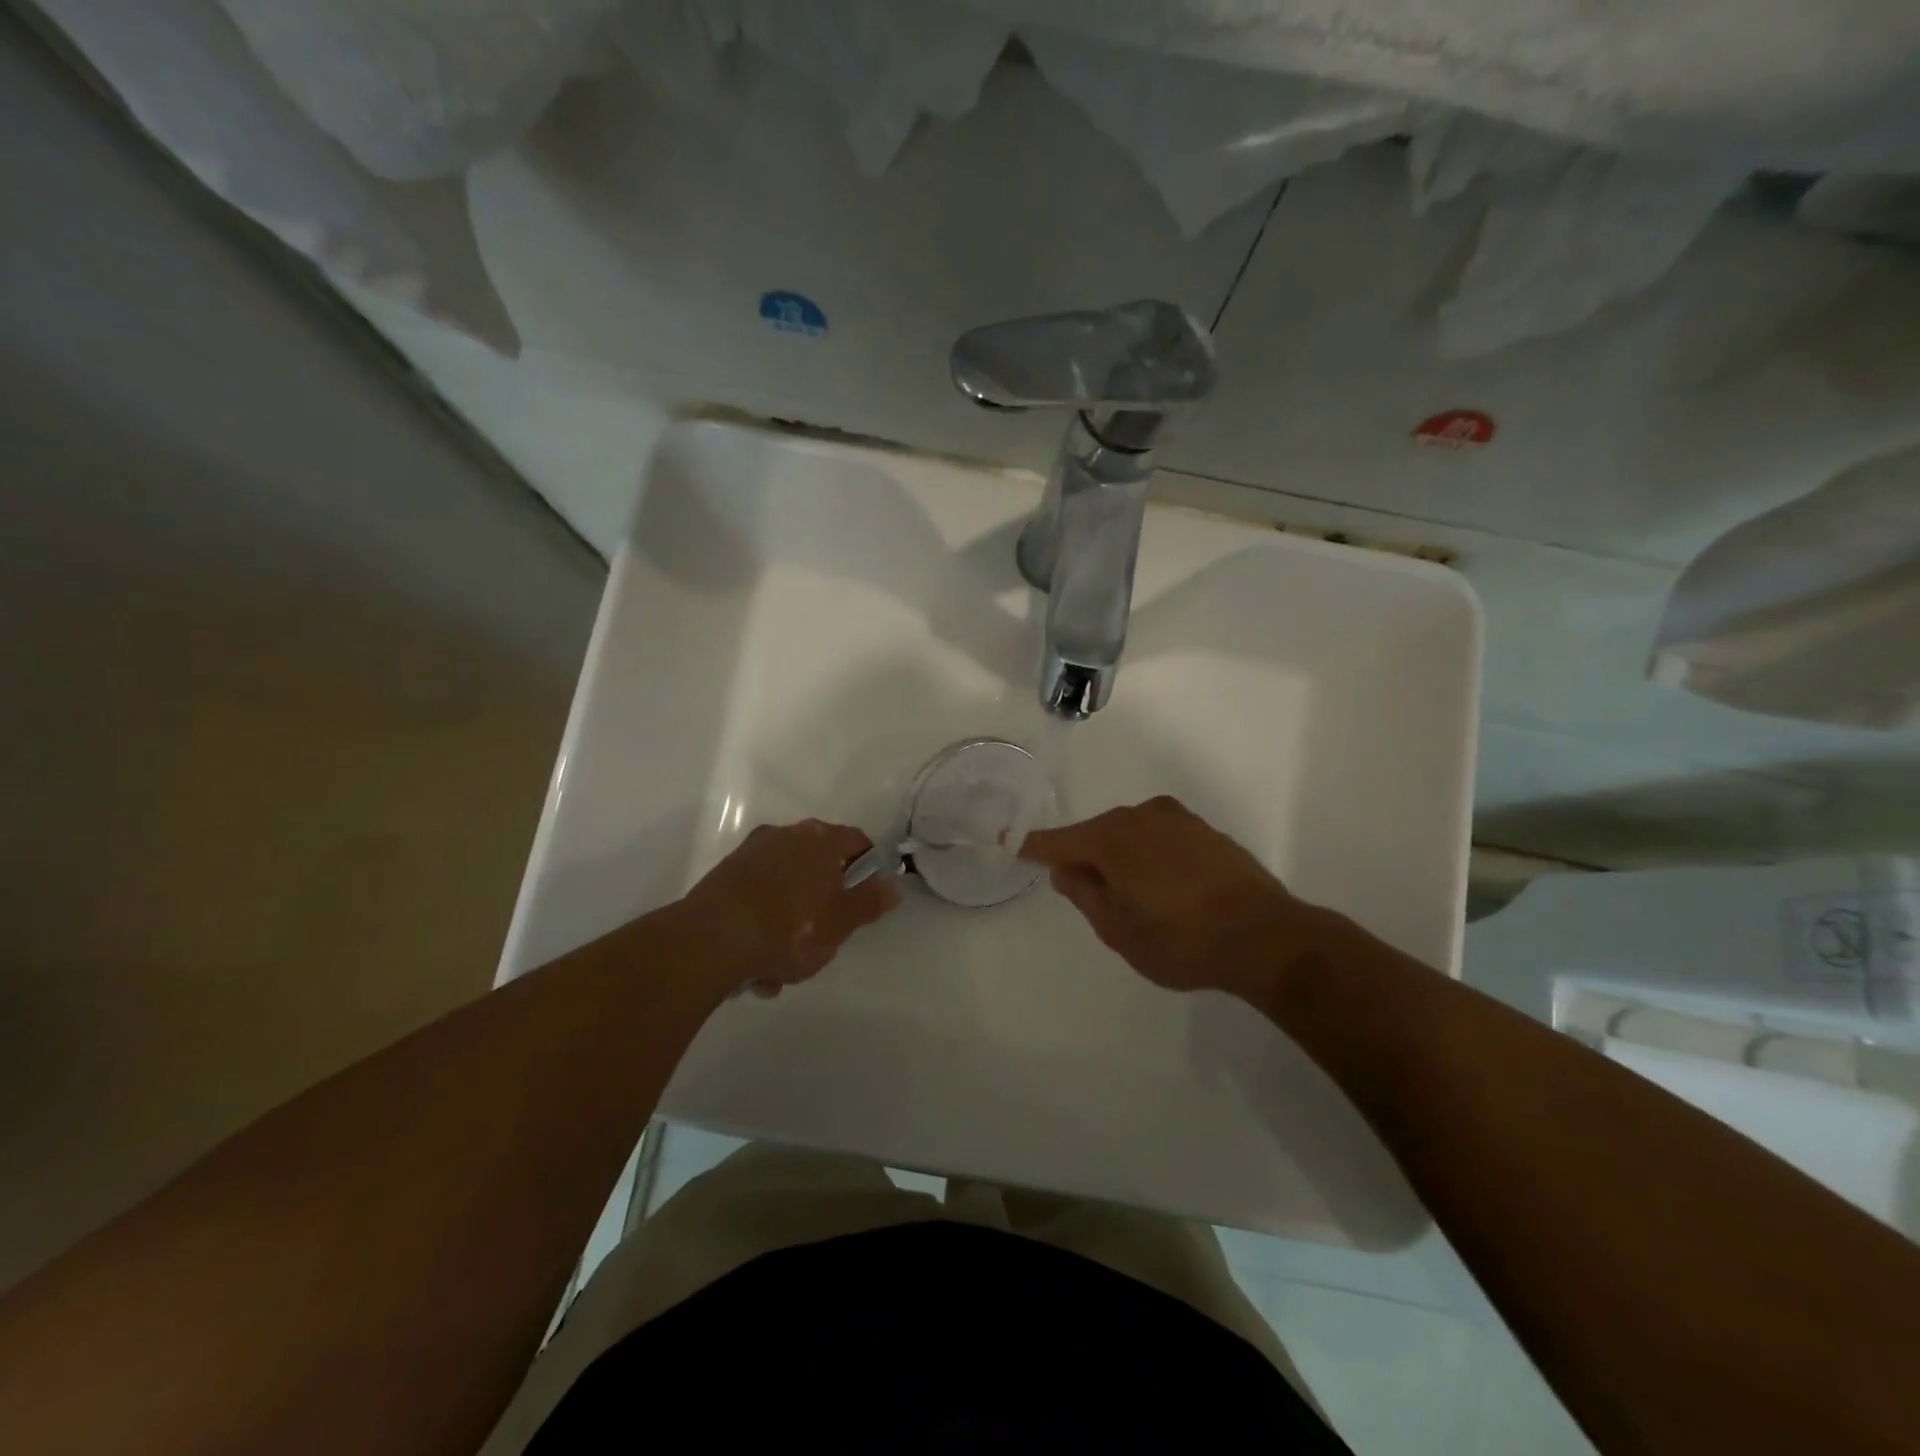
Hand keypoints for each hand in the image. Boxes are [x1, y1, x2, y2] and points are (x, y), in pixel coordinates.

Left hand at [674, 820, 901, 996]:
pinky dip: (762, 922)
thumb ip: (869, 902)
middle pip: (818, 863)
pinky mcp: (724, 875)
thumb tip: (892, 884)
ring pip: (785, 885)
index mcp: (820, 839)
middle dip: (823, 900)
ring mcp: (751, 852)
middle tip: (824, 937)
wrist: (710, 941)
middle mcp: (785, 834)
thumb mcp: (840, 923)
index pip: (857, 841)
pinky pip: (756, 897)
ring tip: (782, 965)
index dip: (868, 866)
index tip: (867, 896)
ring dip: (789, 918)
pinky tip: (756, 962)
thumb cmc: (789, 929)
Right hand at [1020, 796, 1326, 1002]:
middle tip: (1083, 891)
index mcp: (1111, 837)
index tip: (1009, 844)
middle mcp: (1141, 816)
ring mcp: (1178, 820)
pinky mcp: (1206, 832)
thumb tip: (1066, 870)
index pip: (1058, 841)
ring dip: (1121, 858)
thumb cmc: (1179, 939)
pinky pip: (1161, 839)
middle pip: (1097, 834)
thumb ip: (1083, 894)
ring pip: (1131, 835)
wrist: (1265, 937)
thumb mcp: (1117, 928)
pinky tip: (1164, 887)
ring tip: (1131, 897)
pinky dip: (1151, 857)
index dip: (1033, 847)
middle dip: (1085, 858)